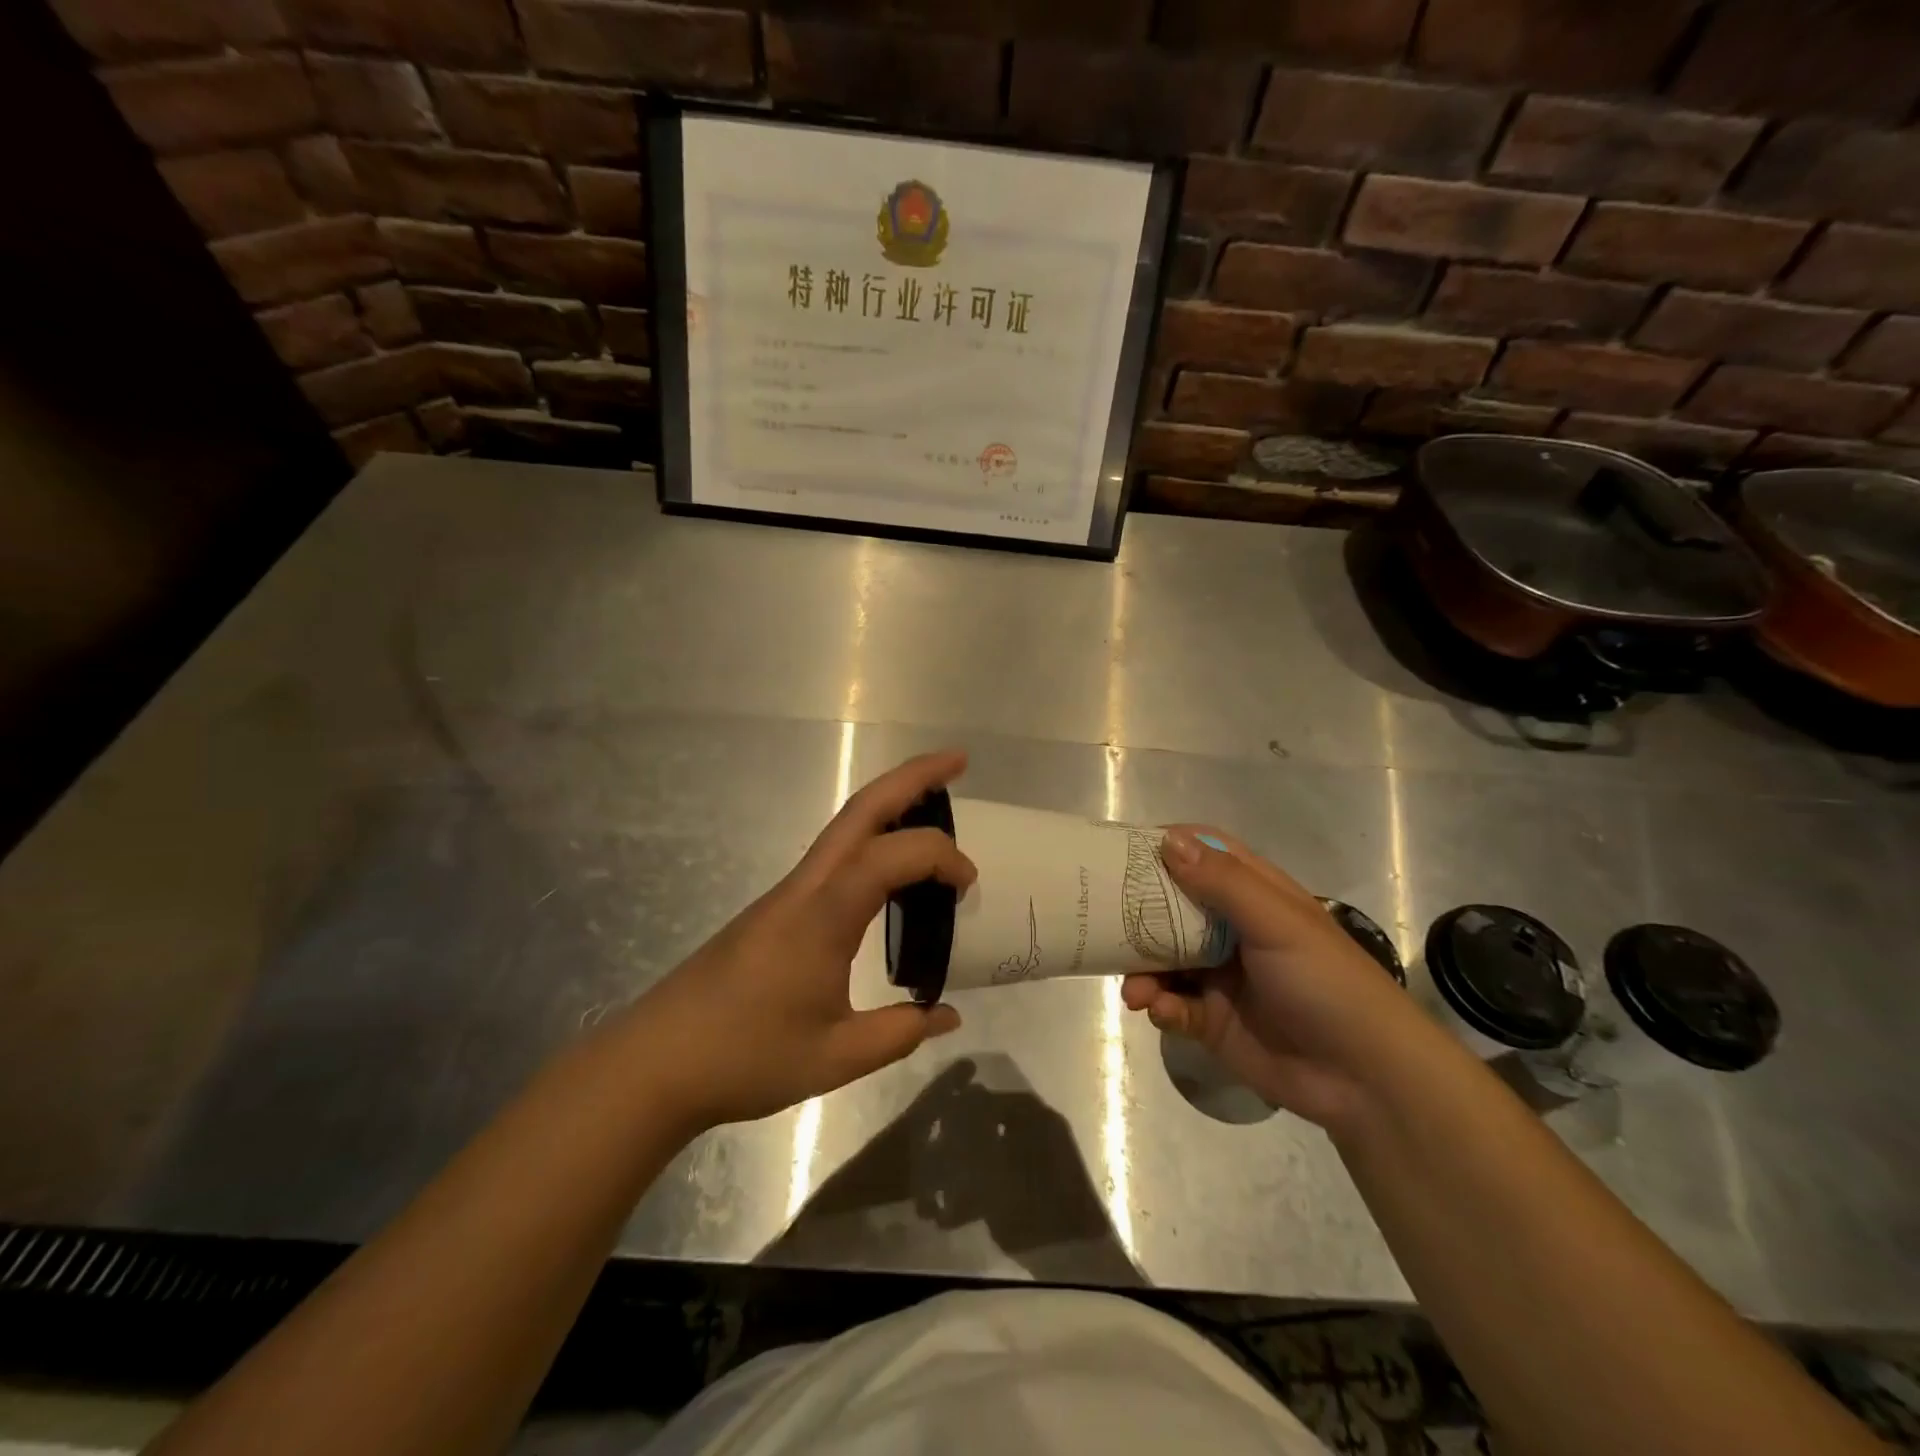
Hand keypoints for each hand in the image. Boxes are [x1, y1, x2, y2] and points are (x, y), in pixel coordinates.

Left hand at [619, 750, 974, 1129]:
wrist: (657, 1062)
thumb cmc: (746, 1057)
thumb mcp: (836, 1058)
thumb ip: (899, 1032)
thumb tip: (948, 1016)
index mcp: (823, 915)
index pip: (892, 857)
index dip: (940, 857)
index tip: (968, 887)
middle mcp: (805, 887)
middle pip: (861, 809)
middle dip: (913, 778)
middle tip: (958, 762)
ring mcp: (787, 892)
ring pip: (844, 826)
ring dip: (890, 803)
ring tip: (935, 806)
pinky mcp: (777, 907)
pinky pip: (834, 855)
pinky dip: (872, 839)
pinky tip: (890, 869)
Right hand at [1122, 828, 1426, 1129]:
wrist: (1367, 1080)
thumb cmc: (1327, 983)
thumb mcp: (1277, 922)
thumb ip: (1222, 882)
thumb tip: (1166, 840)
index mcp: (1253, 895)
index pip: (1203, 855)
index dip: (1165, 848)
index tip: (1119, 852)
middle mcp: (1231, 929)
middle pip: (1171, 906)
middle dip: (1137, 914)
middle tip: (1101, 918)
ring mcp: (1220, 976)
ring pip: (1163, 959)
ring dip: (1142, 969)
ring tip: (1136, 990)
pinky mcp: (1212, 1020)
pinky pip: (1172, 1005)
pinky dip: (1161, 1007)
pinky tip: (1161, 1013)